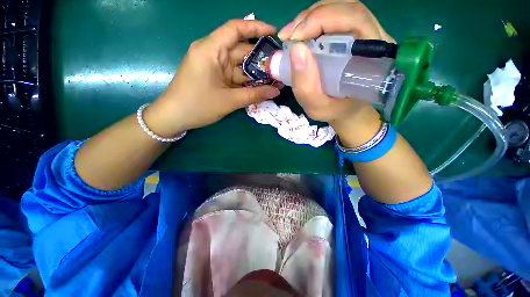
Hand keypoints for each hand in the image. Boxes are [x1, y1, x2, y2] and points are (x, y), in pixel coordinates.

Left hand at [144, 20, 281, 136]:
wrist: (174, 117)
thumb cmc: (198, 106)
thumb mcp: (229, 101)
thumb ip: (254, 95)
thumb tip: (276, 92)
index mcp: (210, 50)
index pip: (235, 29)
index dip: (256, 28)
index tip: (274, 34)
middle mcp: (212, 53)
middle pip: (241, 50)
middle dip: (261, 58)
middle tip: (280, 67)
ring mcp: (213, 66)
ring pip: (239, 65)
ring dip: (256, 73)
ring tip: (275, 79)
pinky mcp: (215, 76)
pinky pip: (234, 75)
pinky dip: (246, 80)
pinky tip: (260, 86)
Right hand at [278, 0, 391, 146]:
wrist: (347, 109)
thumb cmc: (334, 110)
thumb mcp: (317, 107)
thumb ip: (306, 87)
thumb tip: (296, 50)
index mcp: (373, 55)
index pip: (353, 19)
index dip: (321, 20)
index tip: (294, 40)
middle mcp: (373, 37)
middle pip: (345, 8)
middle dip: (311, 17)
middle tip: (288, 36)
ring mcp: (364, 33)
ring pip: (339, 8)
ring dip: (310, 17)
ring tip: (292, 36)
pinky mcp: (353, 35)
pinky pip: (334, 17)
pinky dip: (313, 21)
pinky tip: (301, 34)